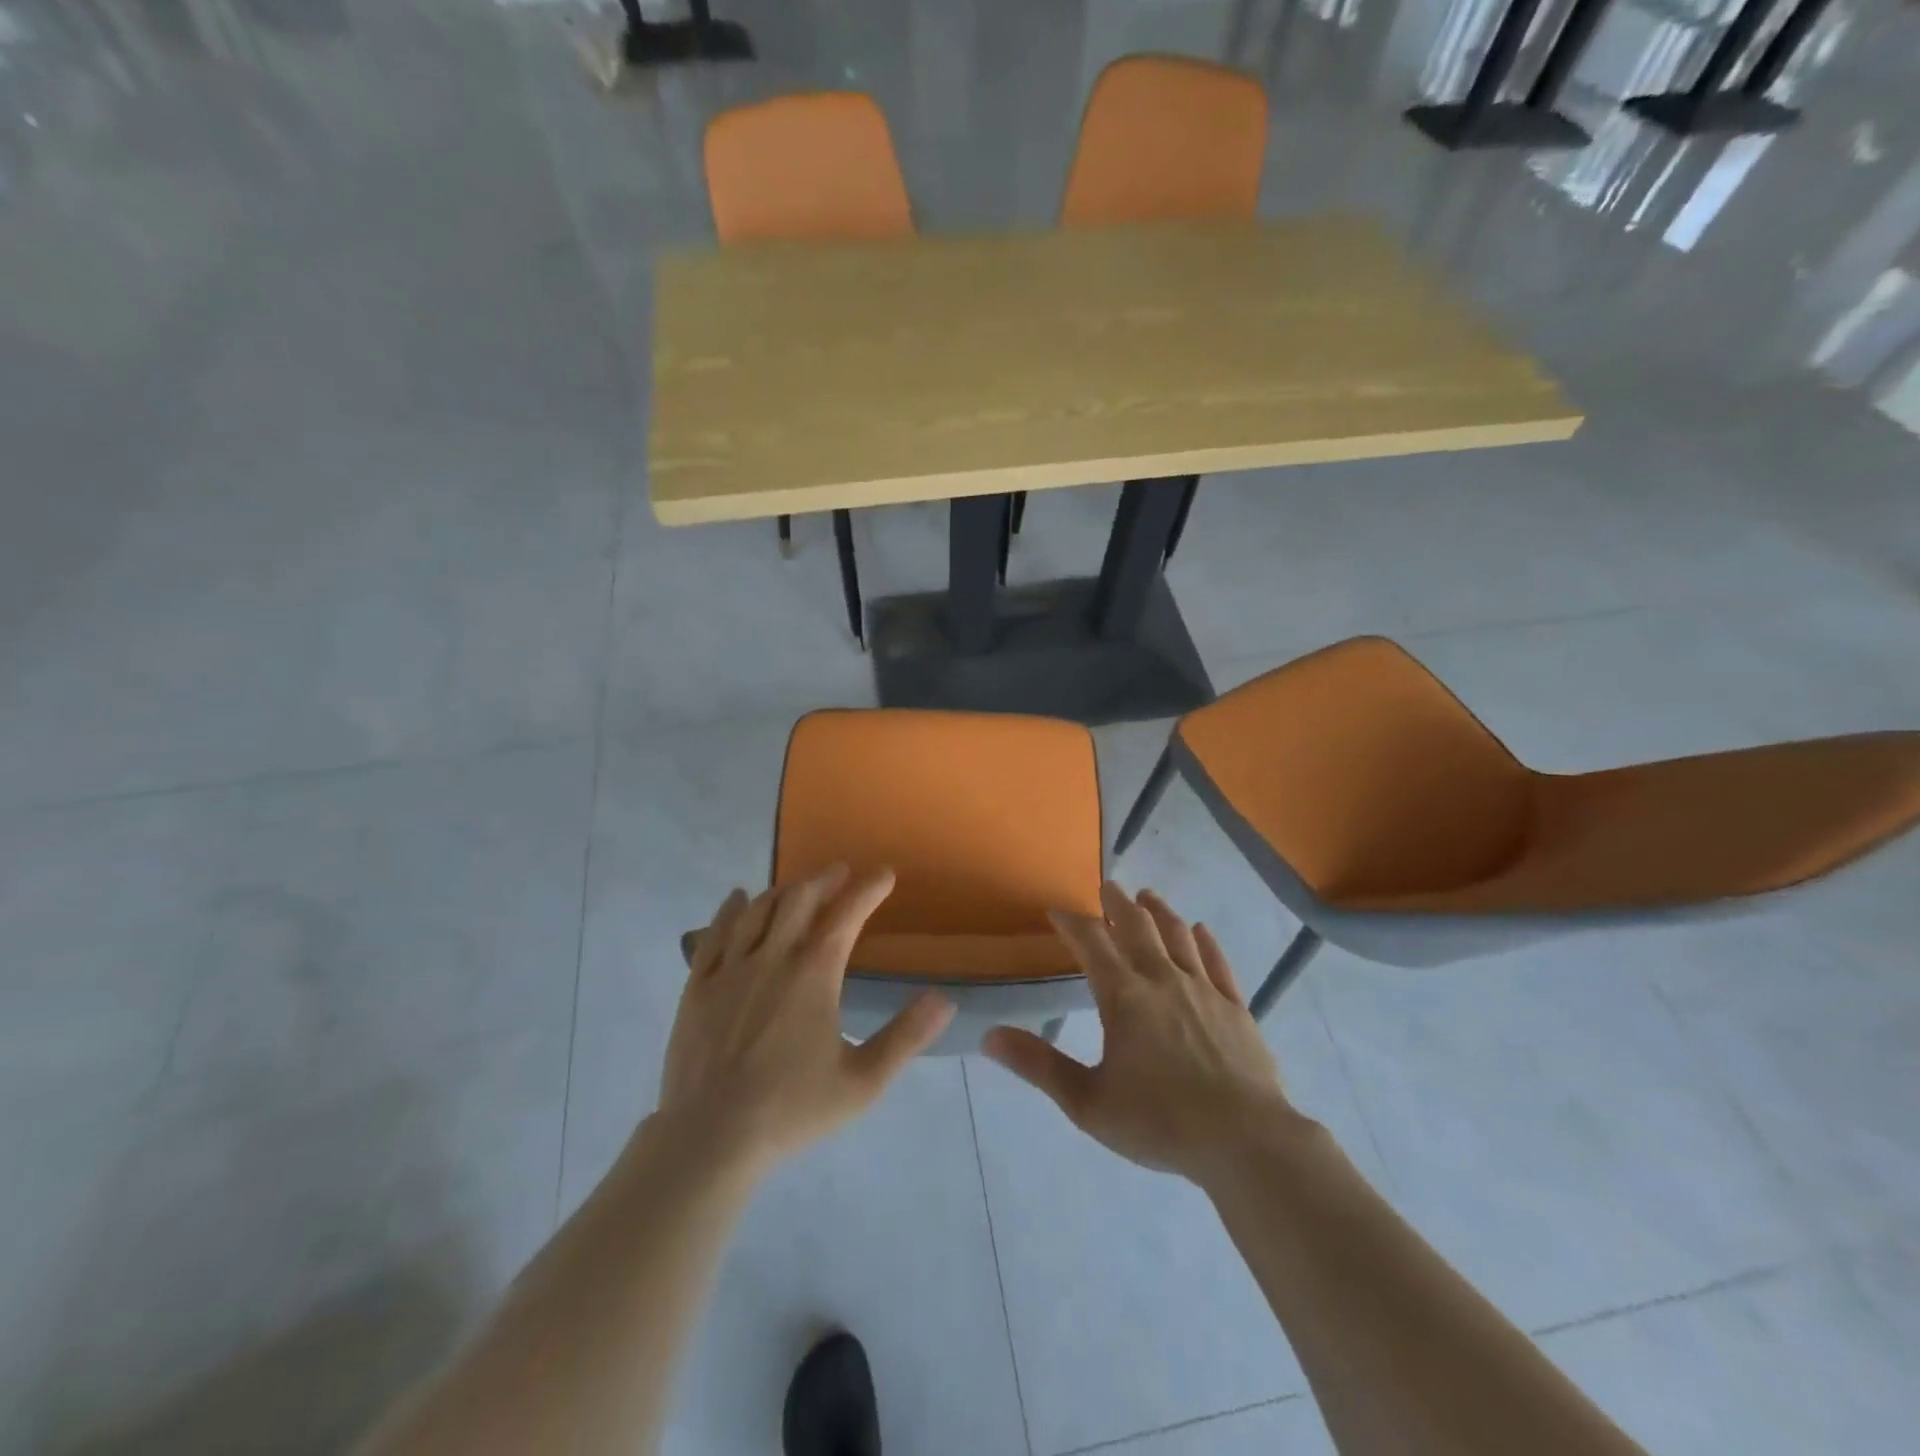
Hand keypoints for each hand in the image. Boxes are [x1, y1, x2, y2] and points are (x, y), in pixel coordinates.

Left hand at [658, 864, 955, 1172]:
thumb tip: (945, 1000)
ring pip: (759, 910)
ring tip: (798, 887)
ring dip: (783, 891)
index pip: (847, 914)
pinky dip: (731, 909)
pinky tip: (738, 898)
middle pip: (800, 899)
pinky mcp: (698, 985)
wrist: (710, 1138)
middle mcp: (773, 957)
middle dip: (824, 879)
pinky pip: (715, 933)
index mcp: (814, 973)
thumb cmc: (792, 1109)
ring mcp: (731, 969)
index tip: (884, 875)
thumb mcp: (862, 1081)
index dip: (868, 889)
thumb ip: (906, 1037)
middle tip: (840, 871)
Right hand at [983, 882, 1299, 1186]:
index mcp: (1124, 997)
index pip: (1091, 943)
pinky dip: (1205, 941)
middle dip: (1118, 904)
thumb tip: (989, 1037)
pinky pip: (1218, 962)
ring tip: (1148, 897)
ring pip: (1178, 936)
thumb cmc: (1160, 1121)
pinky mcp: (1236, 1007)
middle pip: (1137, 927)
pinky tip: (1200, 931)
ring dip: (1159, 912)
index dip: (1072, 922)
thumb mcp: (1088, 1102)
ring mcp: (1204, 989)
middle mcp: (1162, 979)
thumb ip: (1039, 1065)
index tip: (1057, 911)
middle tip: (1108, 887)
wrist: (1246, 1141)